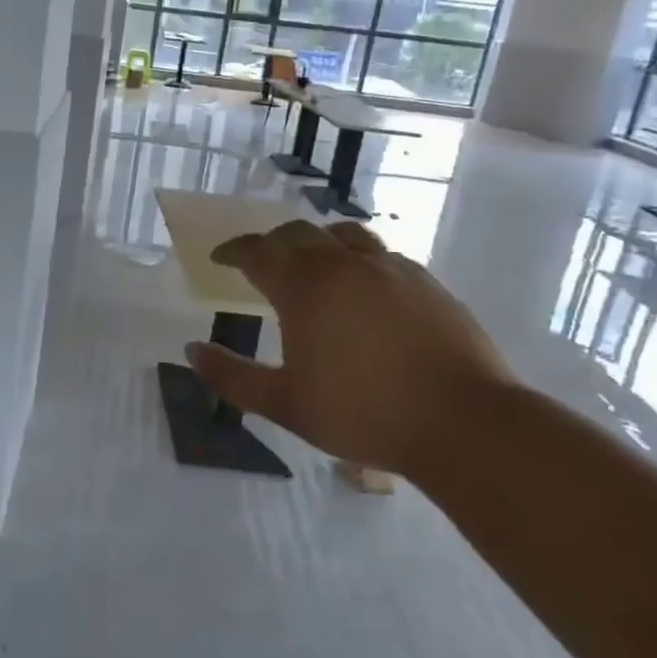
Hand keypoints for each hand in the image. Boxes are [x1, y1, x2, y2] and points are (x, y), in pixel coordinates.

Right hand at [186, 219, 513, 477]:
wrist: (464, 423)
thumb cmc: (363, 413)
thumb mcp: (284, 404)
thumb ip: (232, 376)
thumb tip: (192, 351)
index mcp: (305, 288)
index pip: (257, 252)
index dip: (233, 251)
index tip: (219, 258)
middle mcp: (344, 265)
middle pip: (298, 234)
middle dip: (271, 242)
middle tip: (259, 262)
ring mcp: (390, 269)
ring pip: (344, 234)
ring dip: (317, 242)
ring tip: (311, 261)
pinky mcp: (426, 282)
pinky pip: (381, 255)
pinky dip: (357, 258)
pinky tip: (363, 285)